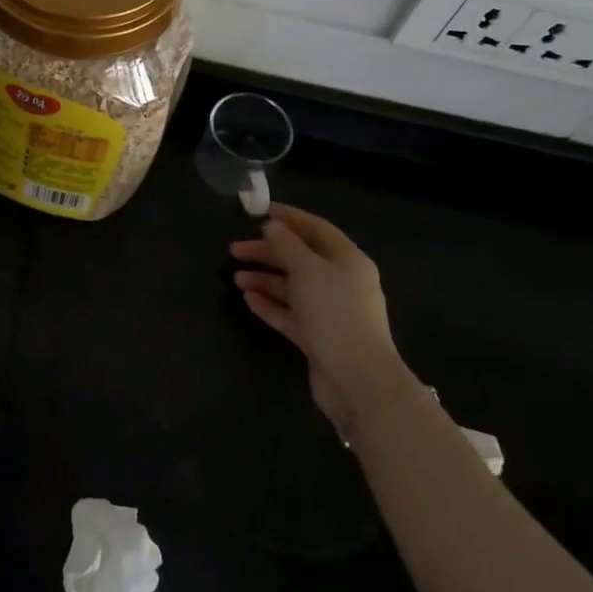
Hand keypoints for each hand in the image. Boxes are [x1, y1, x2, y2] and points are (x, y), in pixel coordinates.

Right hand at [230, 203, 412, 438]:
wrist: (357, 379)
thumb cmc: (335, 313)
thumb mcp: (308, 270)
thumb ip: (287, 245)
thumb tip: (272, 226)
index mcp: (348, 260)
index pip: (316, 229)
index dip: (289, 218)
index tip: (260, 211)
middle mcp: (341, 282)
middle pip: (300, 258)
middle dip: (268, 252)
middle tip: (235, 248)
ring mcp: (329, 311)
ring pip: (292, 287)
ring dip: (264, 279)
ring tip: (235, 277)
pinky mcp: (317, 337)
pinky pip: (289, 313)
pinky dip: (270, 304)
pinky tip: (248, 299)